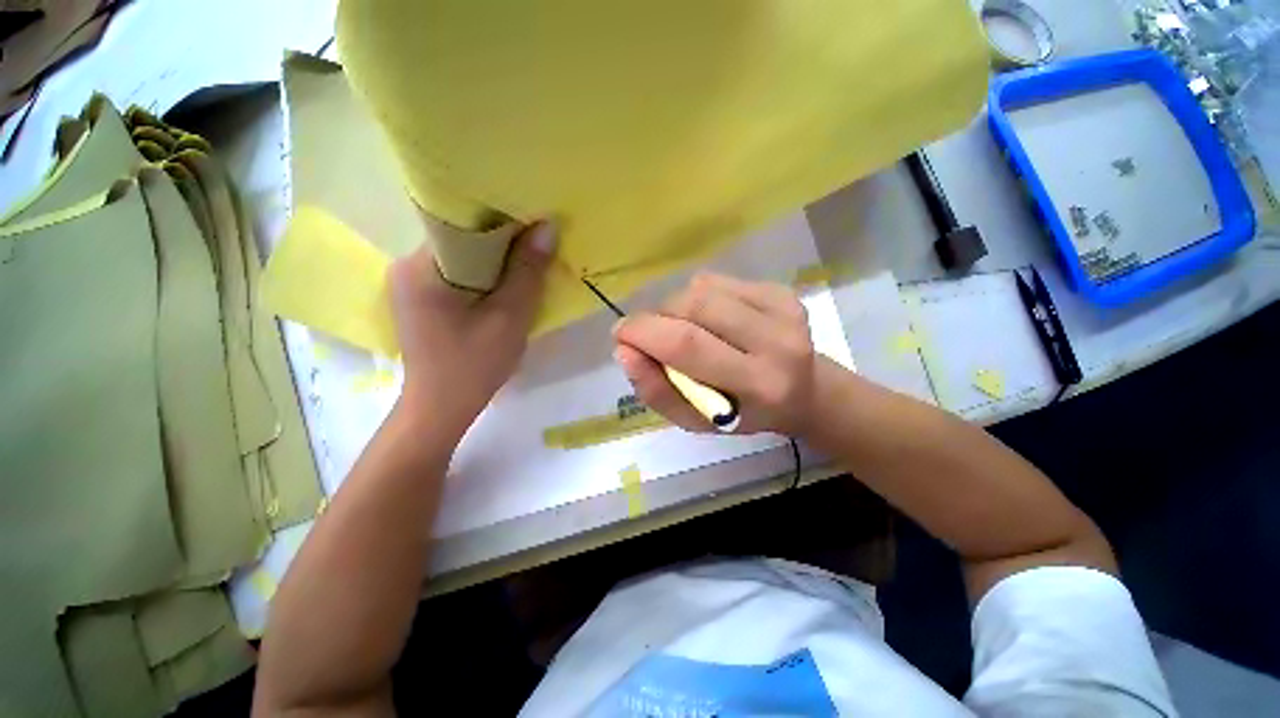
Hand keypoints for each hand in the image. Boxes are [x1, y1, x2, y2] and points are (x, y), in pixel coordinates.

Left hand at [388, 221, 555, 440]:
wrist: (441, 407)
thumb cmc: (474, 365)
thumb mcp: (509, 318)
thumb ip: (527, 272)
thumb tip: (547, 228)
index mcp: (421, 267)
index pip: (463, 226)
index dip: (503, 223)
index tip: (534, 225)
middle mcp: (407, 266)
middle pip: (461, 241)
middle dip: (501, 245)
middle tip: (535, 248)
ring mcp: (410, 284)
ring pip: (461, 259)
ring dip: (493, 263)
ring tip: (524, 267)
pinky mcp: (419, 300)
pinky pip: (456, 275)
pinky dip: (482, 278)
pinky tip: (502, 288)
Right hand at [613, 273, 819, 435]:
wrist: (804, 392)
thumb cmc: (743, 414)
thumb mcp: (695, 421)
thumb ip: (656, 391)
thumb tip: (623, 350)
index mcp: (759, 383)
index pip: (688, 345)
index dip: (643, 333)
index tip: (620, 336)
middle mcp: (777, 340)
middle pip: (693, 306)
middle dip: (655, 317)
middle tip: (646, 335)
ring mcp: (783, 308)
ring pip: (701, 289)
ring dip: (674, 308)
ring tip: (681, 330)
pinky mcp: (779, 289)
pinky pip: (715, 282)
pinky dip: (695, 298)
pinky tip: (706, 319)